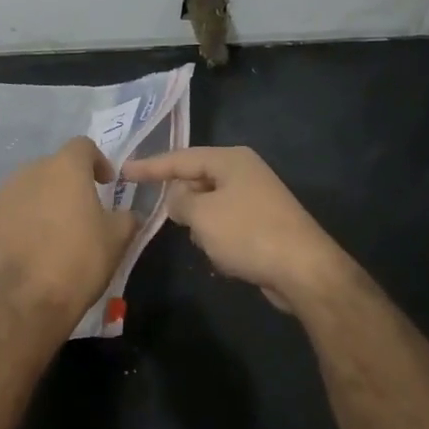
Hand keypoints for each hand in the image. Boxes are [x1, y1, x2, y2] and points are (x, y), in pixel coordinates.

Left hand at [0, 138, 140, 328]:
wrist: (25, 297)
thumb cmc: (78, 260)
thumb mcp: (117, 239)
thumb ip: (126, 217)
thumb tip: (127, 214)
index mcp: (65, 167)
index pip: (83, 146)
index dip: (97, 162)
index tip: (106, 184)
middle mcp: (30, 171)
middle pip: (54, 167)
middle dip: (68, 184)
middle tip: (81, 212)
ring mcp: (4, 194)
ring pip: (30, 189)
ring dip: (44, 202)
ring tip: (55, 232)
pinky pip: (11, 211)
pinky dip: (23, 221)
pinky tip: (31, 247)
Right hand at [120, 146, 348, 311]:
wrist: (304, 271)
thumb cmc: (248, 234)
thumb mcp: (201, 214)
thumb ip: (178, 201)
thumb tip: (177, 200)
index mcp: (230, 160)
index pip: (180, 158)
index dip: (150, 166)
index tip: (123, 172)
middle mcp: (244, 173)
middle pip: (196, 180)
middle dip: (181, 201)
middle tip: (168, 219)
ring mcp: (256, 199)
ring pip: (210, 206)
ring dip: (201, 225)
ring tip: (206, 243)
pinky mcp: (263, 225)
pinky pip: (226, 225)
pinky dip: (218, 239)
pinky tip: (224, 258)